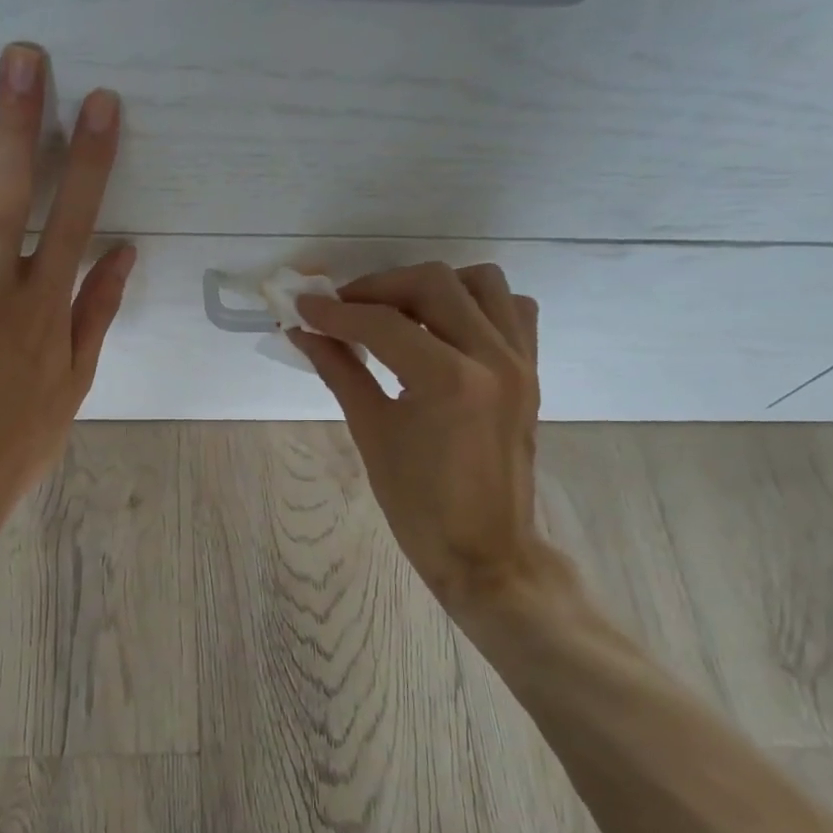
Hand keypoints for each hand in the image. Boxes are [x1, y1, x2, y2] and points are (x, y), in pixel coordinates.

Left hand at [0, 43, 133, 590]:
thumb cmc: (16, 440)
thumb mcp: (74, 383)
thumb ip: (95, 312)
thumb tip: (123, 250)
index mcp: (45, 310)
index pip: (75, 218)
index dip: (89, 157)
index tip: (98, 102)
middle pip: (10, 193)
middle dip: (18, 121)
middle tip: (21, 56)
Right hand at [290, 262, 560, 611]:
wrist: (485, 550)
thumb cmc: (419, 504)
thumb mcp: (371, 432)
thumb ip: (340, 370)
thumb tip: (304, 333)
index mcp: (449, 381)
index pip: (383, 323)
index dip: (335, 312)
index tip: (302, 307)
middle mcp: (492, 357)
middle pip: (434, 283)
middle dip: (379, 288)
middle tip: (343, 309)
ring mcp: (519, 361)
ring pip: (481, 282)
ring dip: (432, 286)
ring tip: (395, 312)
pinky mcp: (531, 370)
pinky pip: (511, 309)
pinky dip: (475, 302)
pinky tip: (442, 327)